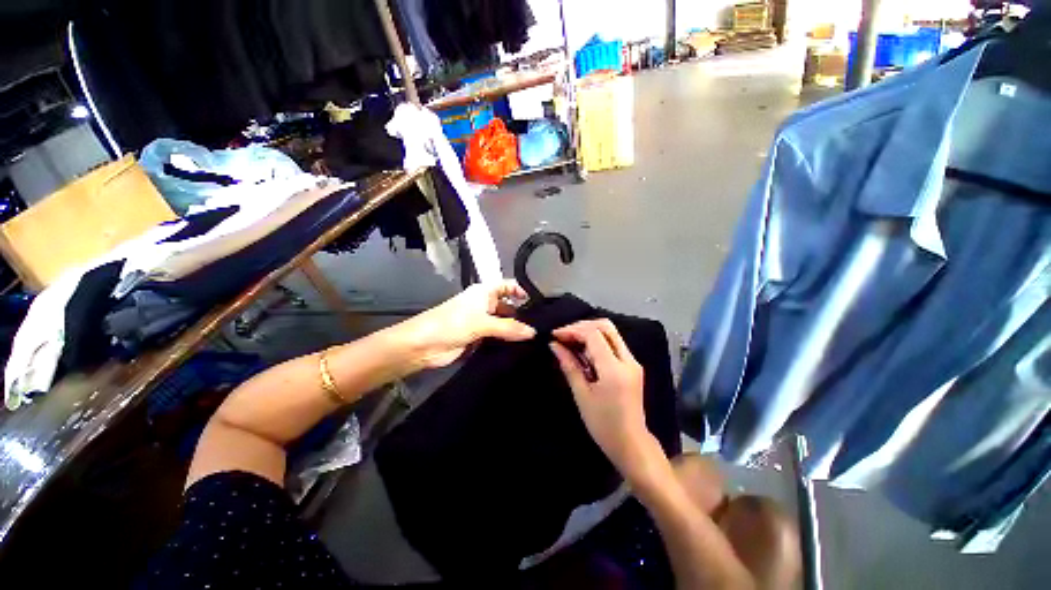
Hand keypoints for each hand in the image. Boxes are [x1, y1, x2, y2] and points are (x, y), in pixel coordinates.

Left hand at [396, 280, 535, 368]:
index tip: (537, 304)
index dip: (521, 290)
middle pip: (508, 306)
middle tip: (541, 327)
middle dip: (522, 315)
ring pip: (503, 324)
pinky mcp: (478, 338)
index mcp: (484, 292)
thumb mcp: (482, 323)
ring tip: (535, 340)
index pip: (508, 286)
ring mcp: (482, 322)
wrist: (424, 345)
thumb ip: (508, 328)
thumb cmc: (452, 323)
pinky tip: (520, 349)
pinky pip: (497, 338)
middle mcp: (485, 305)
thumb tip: (533, 332)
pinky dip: (506, 342)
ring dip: (514, 331)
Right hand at [550, 319, 657, 482]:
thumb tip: (554, 345)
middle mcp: (628, 360)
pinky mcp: (632, 366)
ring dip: (589, 332)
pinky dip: (596, 342)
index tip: (555, 335)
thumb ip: (569, 366)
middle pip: (606, 327)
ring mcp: (633, 362)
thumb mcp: (582, 395)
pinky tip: (583, 352)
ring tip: (570, 343)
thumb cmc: (603, 425)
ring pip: (610, 333)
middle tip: (563, 335)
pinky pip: (613, 344)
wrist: (631, 444)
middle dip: (582, 326)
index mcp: (614, 369)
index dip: (572, 330)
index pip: (593, 335)